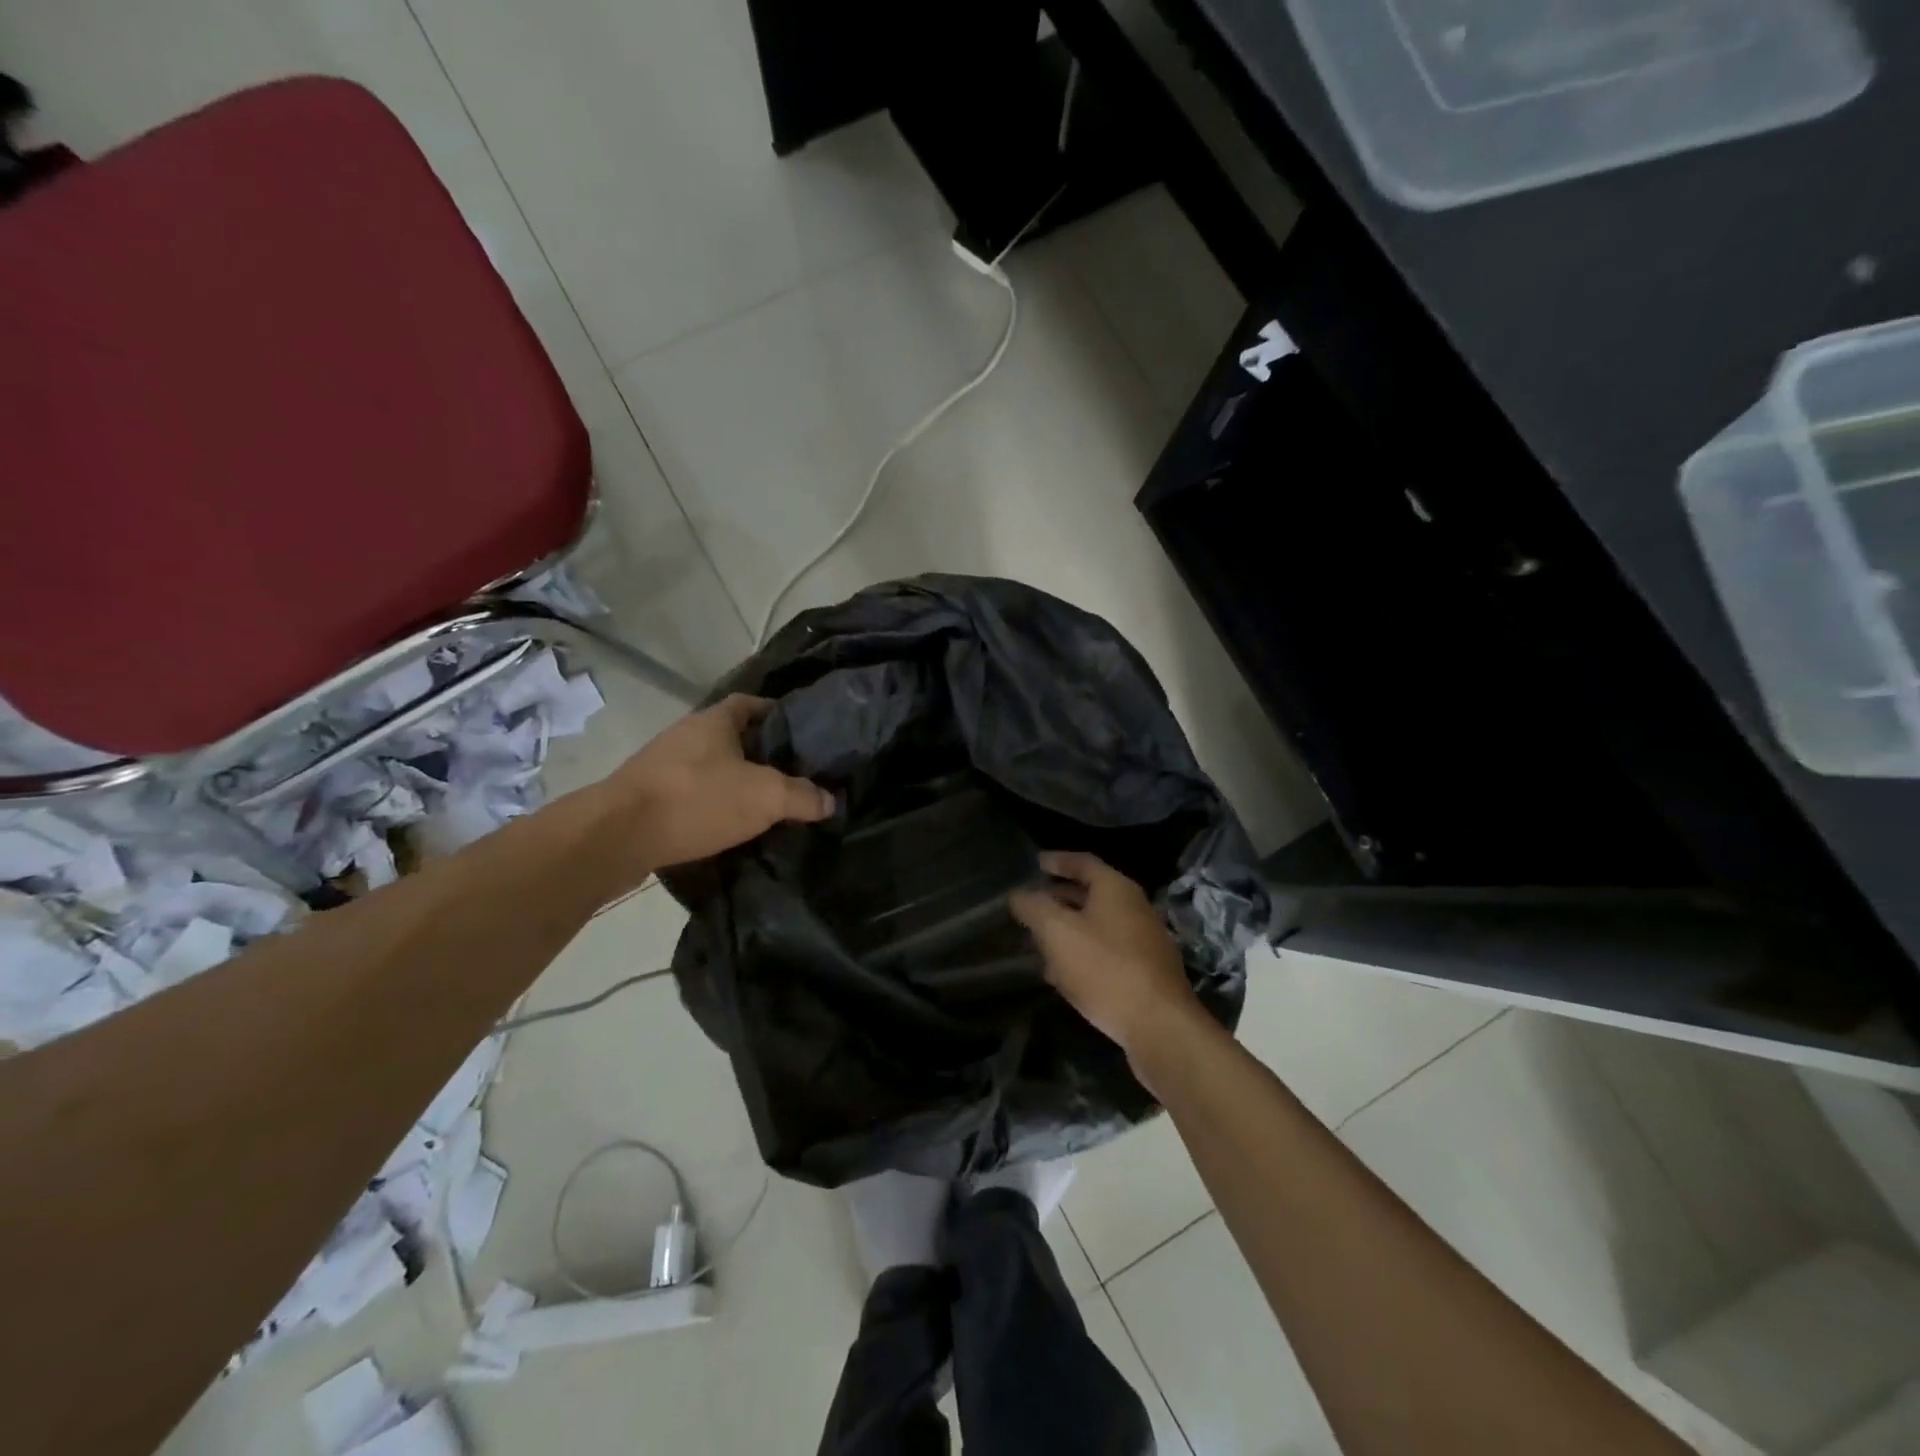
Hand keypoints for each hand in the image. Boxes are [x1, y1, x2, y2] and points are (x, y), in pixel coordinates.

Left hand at [607, 695, 833, 871]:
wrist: (617, 836)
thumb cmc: (697, 799)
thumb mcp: (765, 797)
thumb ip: (803, 796)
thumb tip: (830, 801)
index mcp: (714, 721)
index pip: (750, 703)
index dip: (776, 713)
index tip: (801, 732)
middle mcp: (686, 735)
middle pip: (731, 737)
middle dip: (760, 753)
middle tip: (793, 774)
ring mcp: (663, 766)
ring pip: (710, 767)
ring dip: (735, 781)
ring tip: (766, 803)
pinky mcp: (648, 797)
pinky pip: (691, 794)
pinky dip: (712, 805)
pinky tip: (730, 826)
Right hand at [1010, 852, 1203, 1064]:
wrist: (1159, 1025)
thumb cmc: (1105, 968)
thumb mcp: (1058, 932)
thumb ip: (1034, 908)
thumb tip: (1018, 894)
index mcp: (1116, 889)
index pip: (1083, 862)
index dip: (1057, 861)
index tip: (1035, 863)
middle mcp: (1134, 907)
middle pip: (1090, 893)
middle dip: (1058, 898)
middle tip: (1030, 904)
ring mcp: (1143, 940)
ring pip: (1096, 925)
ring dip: (1067, 929)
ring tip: (1037, 942)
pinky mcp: (1144, 971)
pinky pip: (1106, 951)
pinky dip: (1081, 953)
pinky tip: (1061, 974)